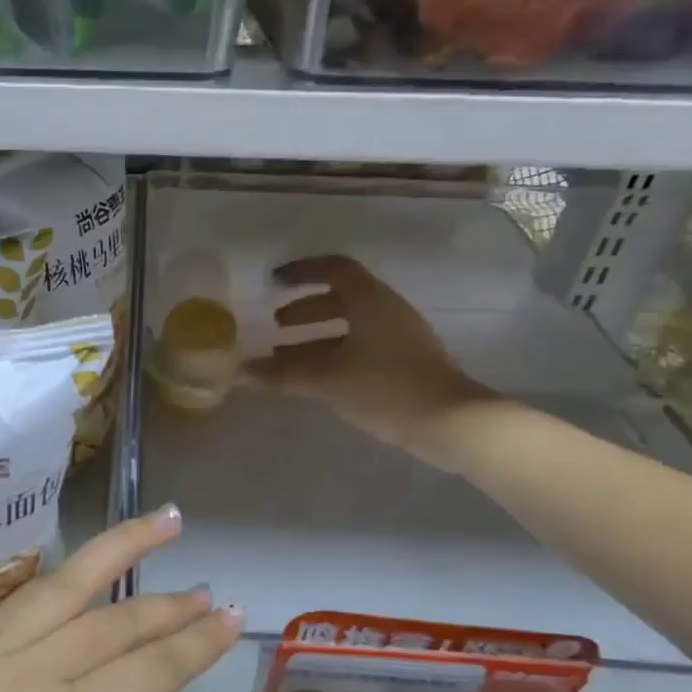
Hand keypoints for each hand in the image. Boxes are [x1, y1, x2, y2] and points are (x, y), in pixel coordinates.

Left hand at [0, 507, 241, 691]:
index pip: (152, 669)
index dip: (199, 643)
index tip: (234, 616)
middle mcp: (26, 674)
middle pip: (113, 620)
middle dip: (169, 604)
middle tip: (207, 590)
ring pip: (63, 586)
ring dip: (115, 550)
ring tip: (157, 523)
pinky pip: (17, 605)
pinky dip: (58, 585)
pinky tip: (79, 578)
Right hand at [244, 255, 496, 466]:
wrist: (450, 422)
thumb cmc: (385, 387)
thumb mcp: (327, 379)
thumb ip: (283, 374)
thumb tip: (241, 372)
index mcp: (371, 301)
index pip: (334, 269)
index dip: (302, 271)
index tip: (273, 282)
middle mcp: (386, 312)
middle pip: (341, 298)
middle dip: (305, 309)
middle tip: (275, 325)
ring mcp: (399, 338)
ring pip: (350, 326)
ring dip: (316, 336)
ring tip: (285, 358)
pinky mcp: (404, 364)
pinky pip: (360, 348)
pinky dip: (332, 355)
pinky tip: (315, 379)